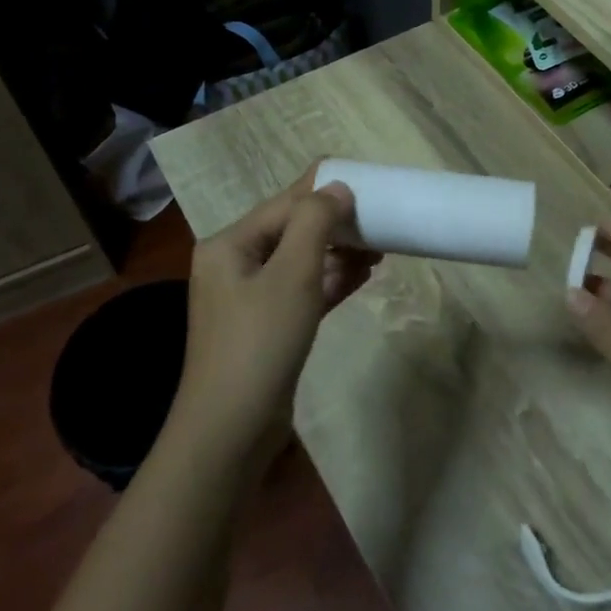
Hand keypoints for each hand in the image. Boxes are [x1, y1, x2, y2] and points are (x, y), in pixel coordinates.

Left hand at [175, 163, 377, 465]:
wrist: (232, 429)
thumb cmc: (260, 342)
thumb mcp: (292, 274)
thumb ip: (315, 224)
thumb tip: (337, 188)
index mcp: (229, 244)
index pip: (284, 203)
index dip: (324, 190)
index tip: (367, 181)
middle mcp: (235, 264)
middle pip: (292, 231)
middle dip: (336, 226)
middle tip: (380, 222)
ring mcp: (250, 298)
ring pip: (301, 262)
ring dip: (338, 254)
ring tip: (380, 250)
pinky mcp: (267, 327)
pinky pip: (303, 291)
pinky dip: (331, 282)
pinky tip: (362, 276)